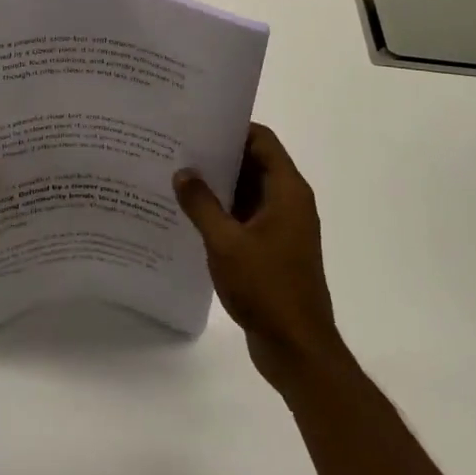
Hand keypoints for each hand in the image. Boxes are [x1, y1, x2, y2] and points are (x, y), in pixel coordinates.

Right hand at [175, 123, 344, 393]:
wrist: (297, 350)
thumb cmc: (267, 289)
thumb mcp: (226, 243)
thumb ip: (202, 204)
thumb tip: (183, 172)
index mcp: (288, 191)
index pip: (261, 140)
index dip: (232, 128)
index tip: (197, 124)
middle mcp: (289, 203)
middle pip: (254, 162)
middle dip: (218, 155)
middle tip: (178, 147)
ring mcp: (282, 228)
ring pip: (248, 191)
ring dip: (218, 185)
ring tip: (177, 176)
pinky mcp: (273, 250)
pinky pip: (245, 217)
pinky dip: (223, 211)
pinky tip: (191, 215)